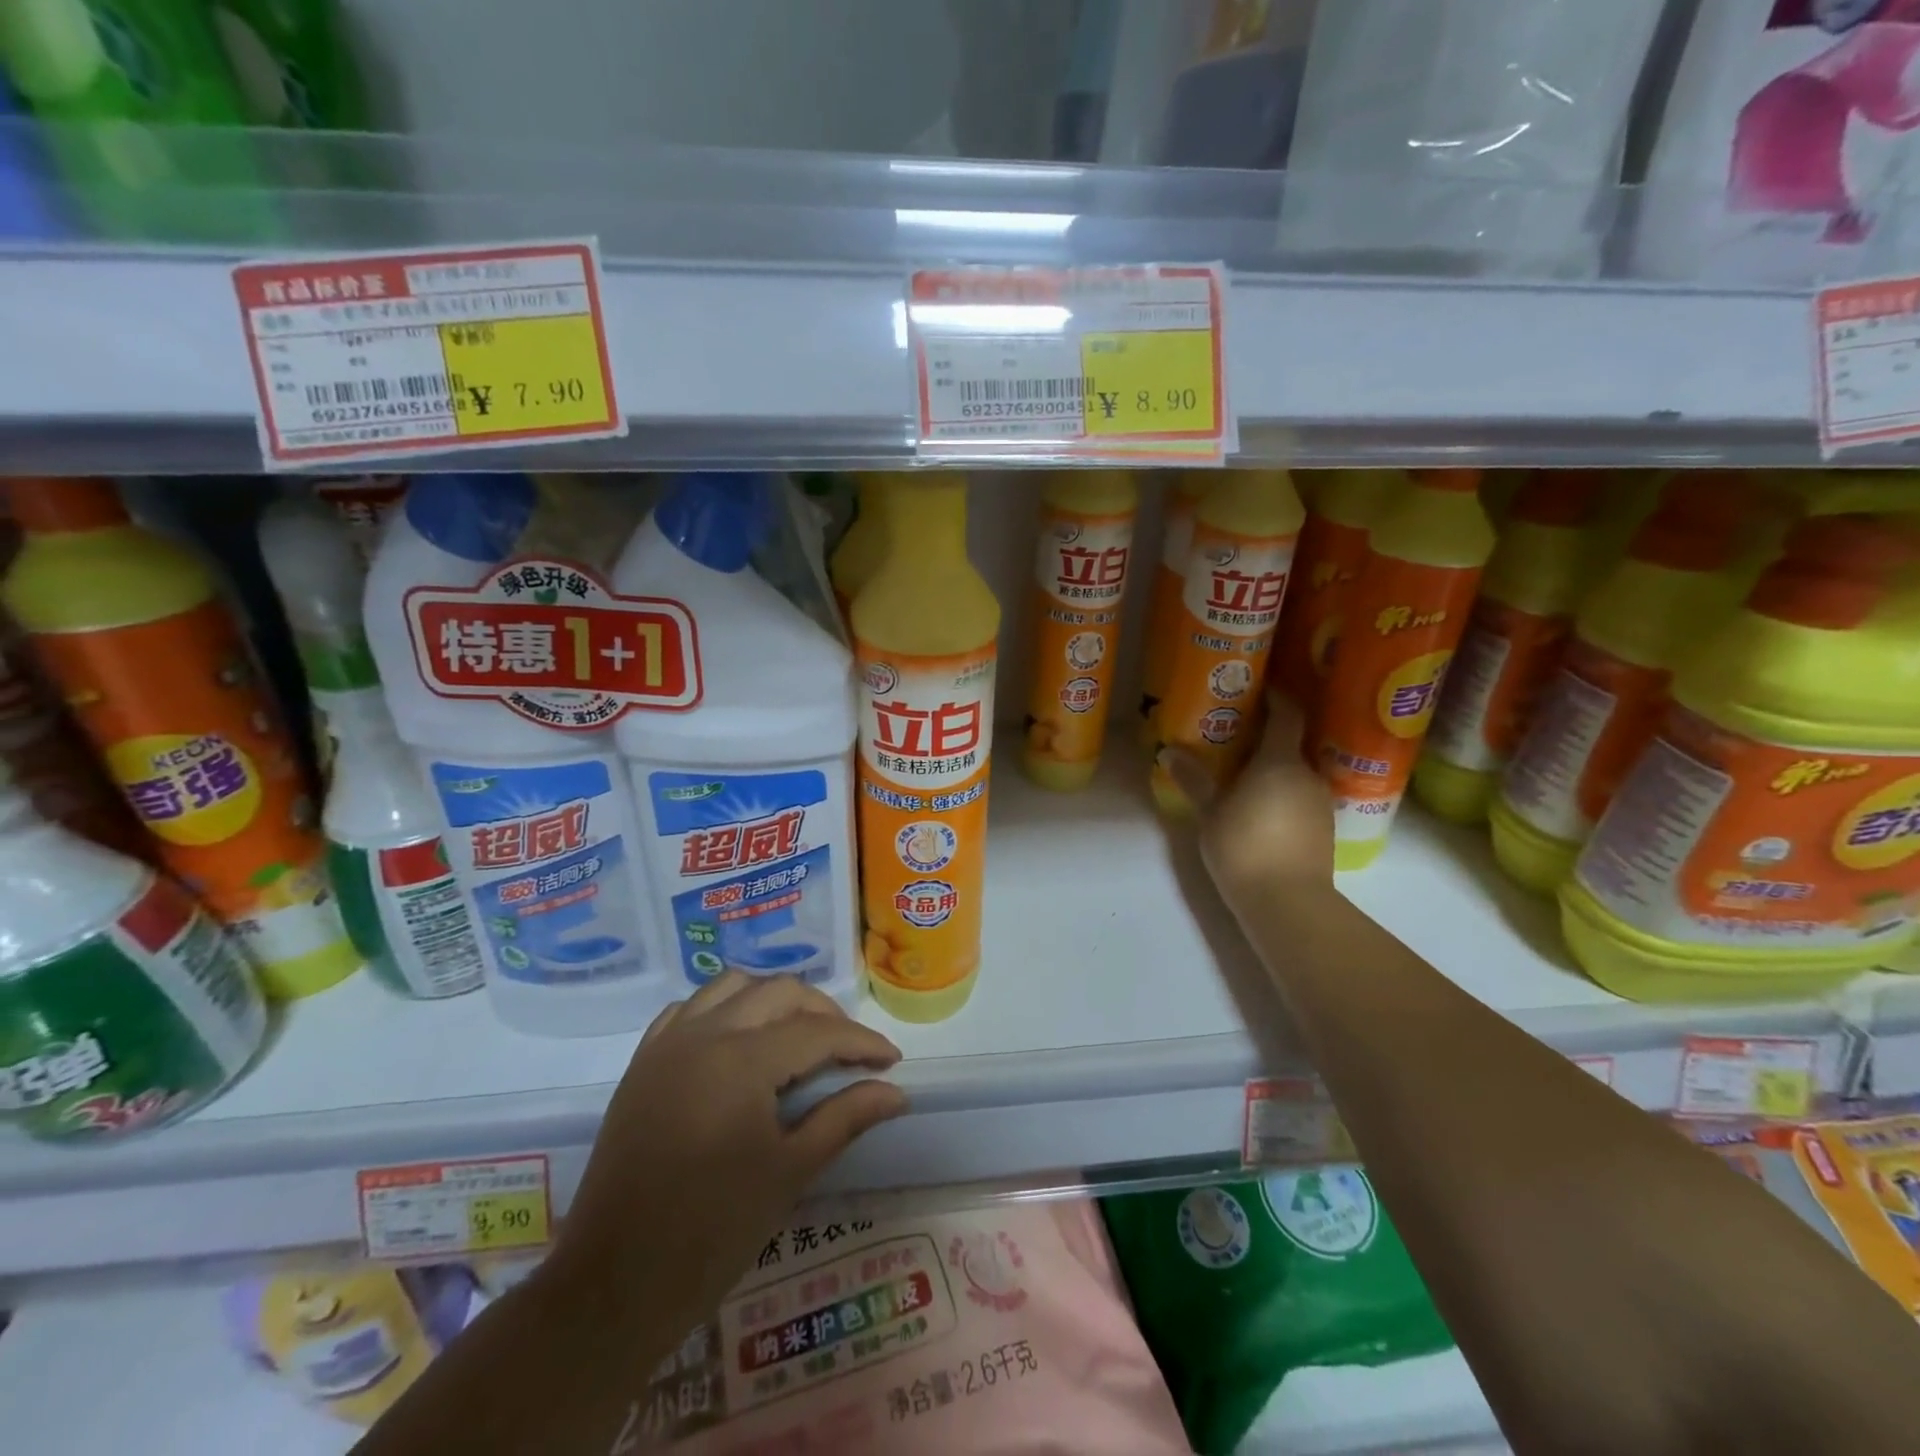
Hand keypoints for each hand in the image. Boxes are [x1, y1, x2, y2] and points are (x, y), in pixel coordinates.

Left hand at [548, 973, 907, 1327]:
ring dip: (773, 1001)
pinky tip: (739, 1041)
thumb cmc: (711, 1233)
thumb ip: (845, 1118)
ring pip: (733, 987)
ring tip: (798, 1037)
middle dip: (823, 1014)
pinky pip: (690, 1009)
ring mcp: (667, 1043)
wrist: (612, 1286)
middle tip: (848, 1053)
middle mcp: (703, 1034)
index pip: (817, 1032)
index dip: (861, 1043)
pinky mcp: (643, 1062)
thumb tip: (897, 1092)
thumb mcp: (790, 1173)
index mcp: (741, 1060)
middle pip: (779, 993)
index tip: (892, 1060)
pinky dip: (725, 1010)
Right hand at [1159, 692, 1334, 908]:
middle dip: (1265, 739)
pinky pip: (1300, 798)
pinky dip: (1282, 795)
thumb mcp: (1210, 813)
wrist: (1288, 903)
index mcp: (1280, 762)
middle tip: (1235, 738)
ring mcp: (1320, 803)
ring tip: (1243, 776)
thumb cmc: (1244, 847)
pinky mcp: (1323, 829)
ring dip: (1273, 770)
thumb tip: (1168, 752)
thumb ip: (1193, 780)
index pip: (1287, 714)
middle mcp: (1307, 775)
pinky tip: (1261, 811)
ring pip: (1295, 774)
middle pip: (1290, 745)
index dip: (1275, 697)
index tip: (1256, 689)